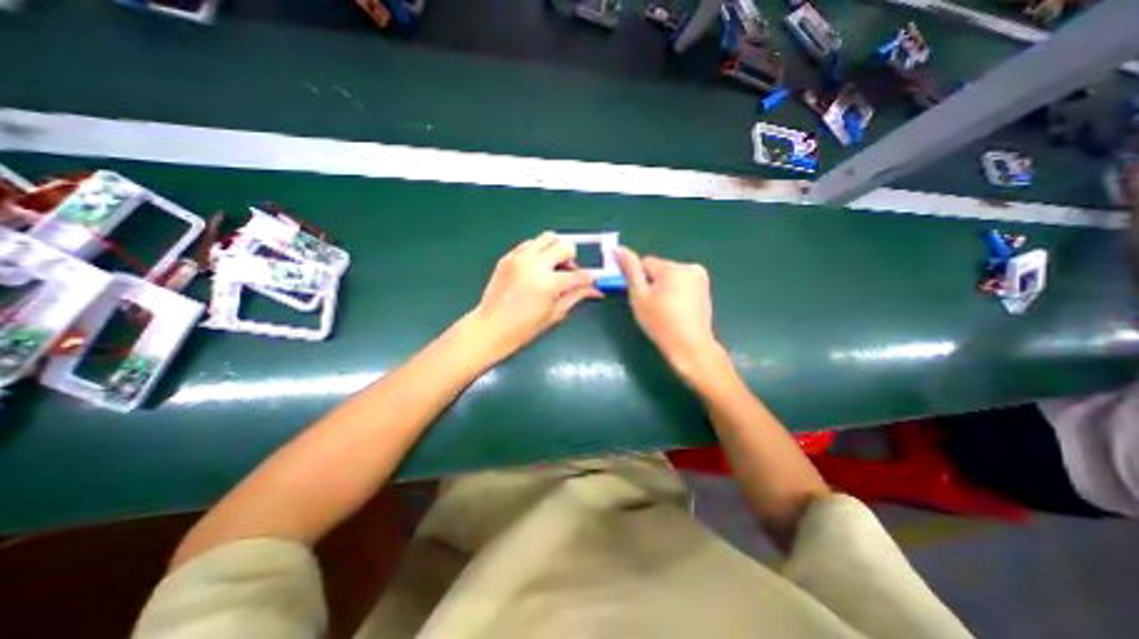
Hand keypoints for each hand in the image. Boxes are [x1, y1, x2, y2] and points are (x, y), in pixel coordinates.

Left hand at [468, 229, 598, 360]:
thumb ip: (575, 297)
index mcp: (548, 283)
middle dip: (572, 259)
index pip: (578, 275)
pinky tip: (536, 268)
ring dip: (555, 250)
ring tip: (552, 267)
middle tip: (568, 273)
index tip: (590, 283)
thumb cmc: (524, 328)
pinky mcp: (508, 257)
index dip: (589, 280)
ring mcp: (519, 257)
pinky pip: (529, 244)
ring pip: (547, 238)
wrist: (490, 327)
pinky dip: (538, 251)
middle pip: (565, 246)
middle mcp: (535, 264)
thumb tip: (596, 291)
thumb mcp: (554, 314)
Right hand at [621, 245, 722, 378]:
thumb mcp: (639, 296)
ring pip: (670, 276)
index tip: (641, 298)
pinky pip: (682, 283)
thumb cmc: (660, 323)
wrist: (690, 346)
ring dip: (664, 287)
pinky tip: (676, 309)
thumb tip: (618, 249)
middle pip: (659, 269)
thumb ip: (629, 270)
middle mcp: (689, 266)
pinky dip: (676, 292)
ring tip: (665, 309)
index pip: (645, 263)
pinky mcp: (705, 288)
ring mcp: (700, 277)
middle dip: (653, 283)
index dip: (639, 281)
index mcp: (672, 267)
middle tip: (652, 306)